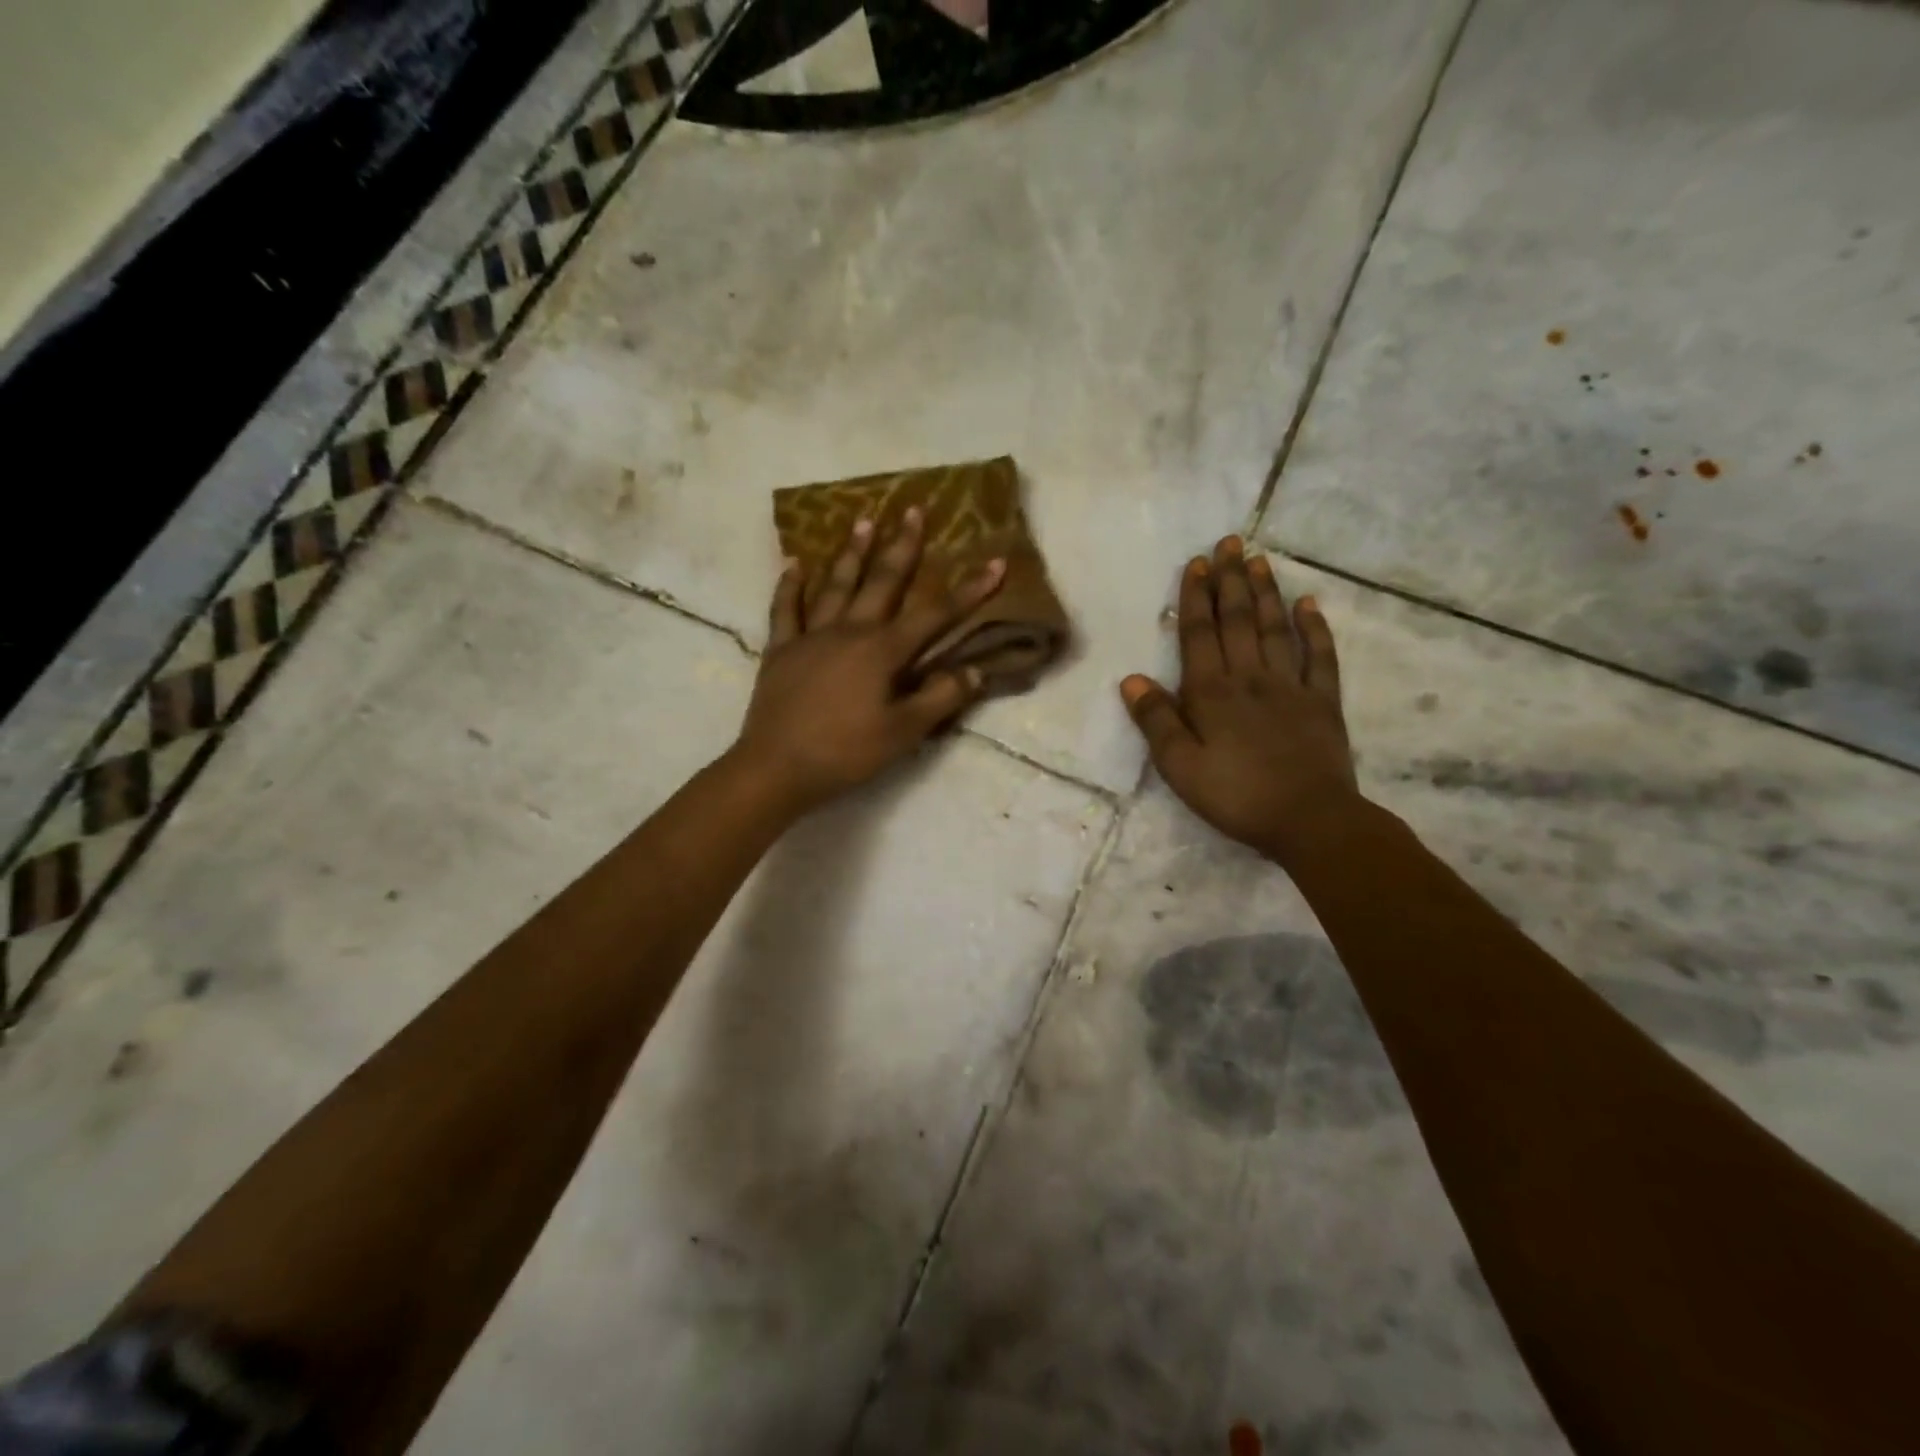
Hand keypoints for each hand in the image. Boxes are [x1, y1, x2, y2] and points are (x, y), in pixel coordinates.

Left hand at [733, 508, 1004, 814]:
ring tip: (863, 519)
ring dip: (852, 552)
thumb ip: (940, 698)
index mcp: (882, 651)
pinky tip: (794, 564)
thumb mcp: (903, 732)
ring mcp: (811, 637)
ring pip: (835, 585)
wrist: (776, 768)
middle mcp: (849, 631)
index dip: (968, 590)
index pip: (935, 615)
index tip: (994, 562)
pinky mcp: (781, 650)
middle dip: (902, 546)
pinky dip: (790, 586)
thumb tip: (976, 671)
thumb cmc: (846, 753)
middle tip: (913, 509)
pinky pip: (785, 610)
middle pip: (882, 582)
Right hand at [1120, 535, 1360, 863]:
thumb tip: (1131, 679)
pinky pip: (1319, 657)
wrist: (1309, 819)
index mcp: (1211, 693)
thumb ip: (1156, 720)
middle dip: (1230, 580)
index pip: (1200, 634)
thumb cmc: (1235, 795)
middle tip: (1229, 542)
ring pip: (1274, 629)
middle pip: (1237, 620)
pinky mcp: (1322, 702)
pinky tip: (1309, 604)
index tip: (1197, 563)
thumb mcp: (1180, 766)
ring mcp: (1290, 686)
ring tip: (1258, 559)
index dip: (1196, 598)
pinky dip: (1315, 628)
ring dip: (1265, 592)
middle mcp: (1250, 678)